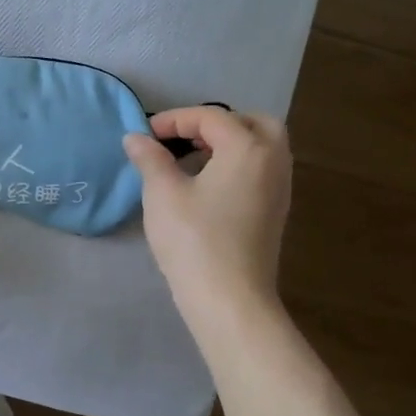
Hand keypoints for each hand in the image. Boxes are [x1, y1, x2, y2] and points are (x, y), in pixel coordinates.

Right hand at [123, 106, 292, 319]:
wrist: (229, 299)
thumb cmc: (194, 240)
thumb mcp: (162, 193)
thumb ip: (150, 159)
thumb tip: (135, 138)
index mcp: (248, 148)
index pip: (210, 116)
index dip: (174, 119)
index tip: (145, 136)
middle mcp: (273, 160)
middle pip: (251, 123)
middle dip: (215, 124)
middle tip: (182, 139)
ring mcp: (279, 188)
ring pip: (260, 148)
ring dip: (227, 144)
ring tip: (191, 161)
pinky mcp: (275, 212)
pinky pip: (260, 170)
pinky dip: (237, 165)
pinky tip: (207, 186)